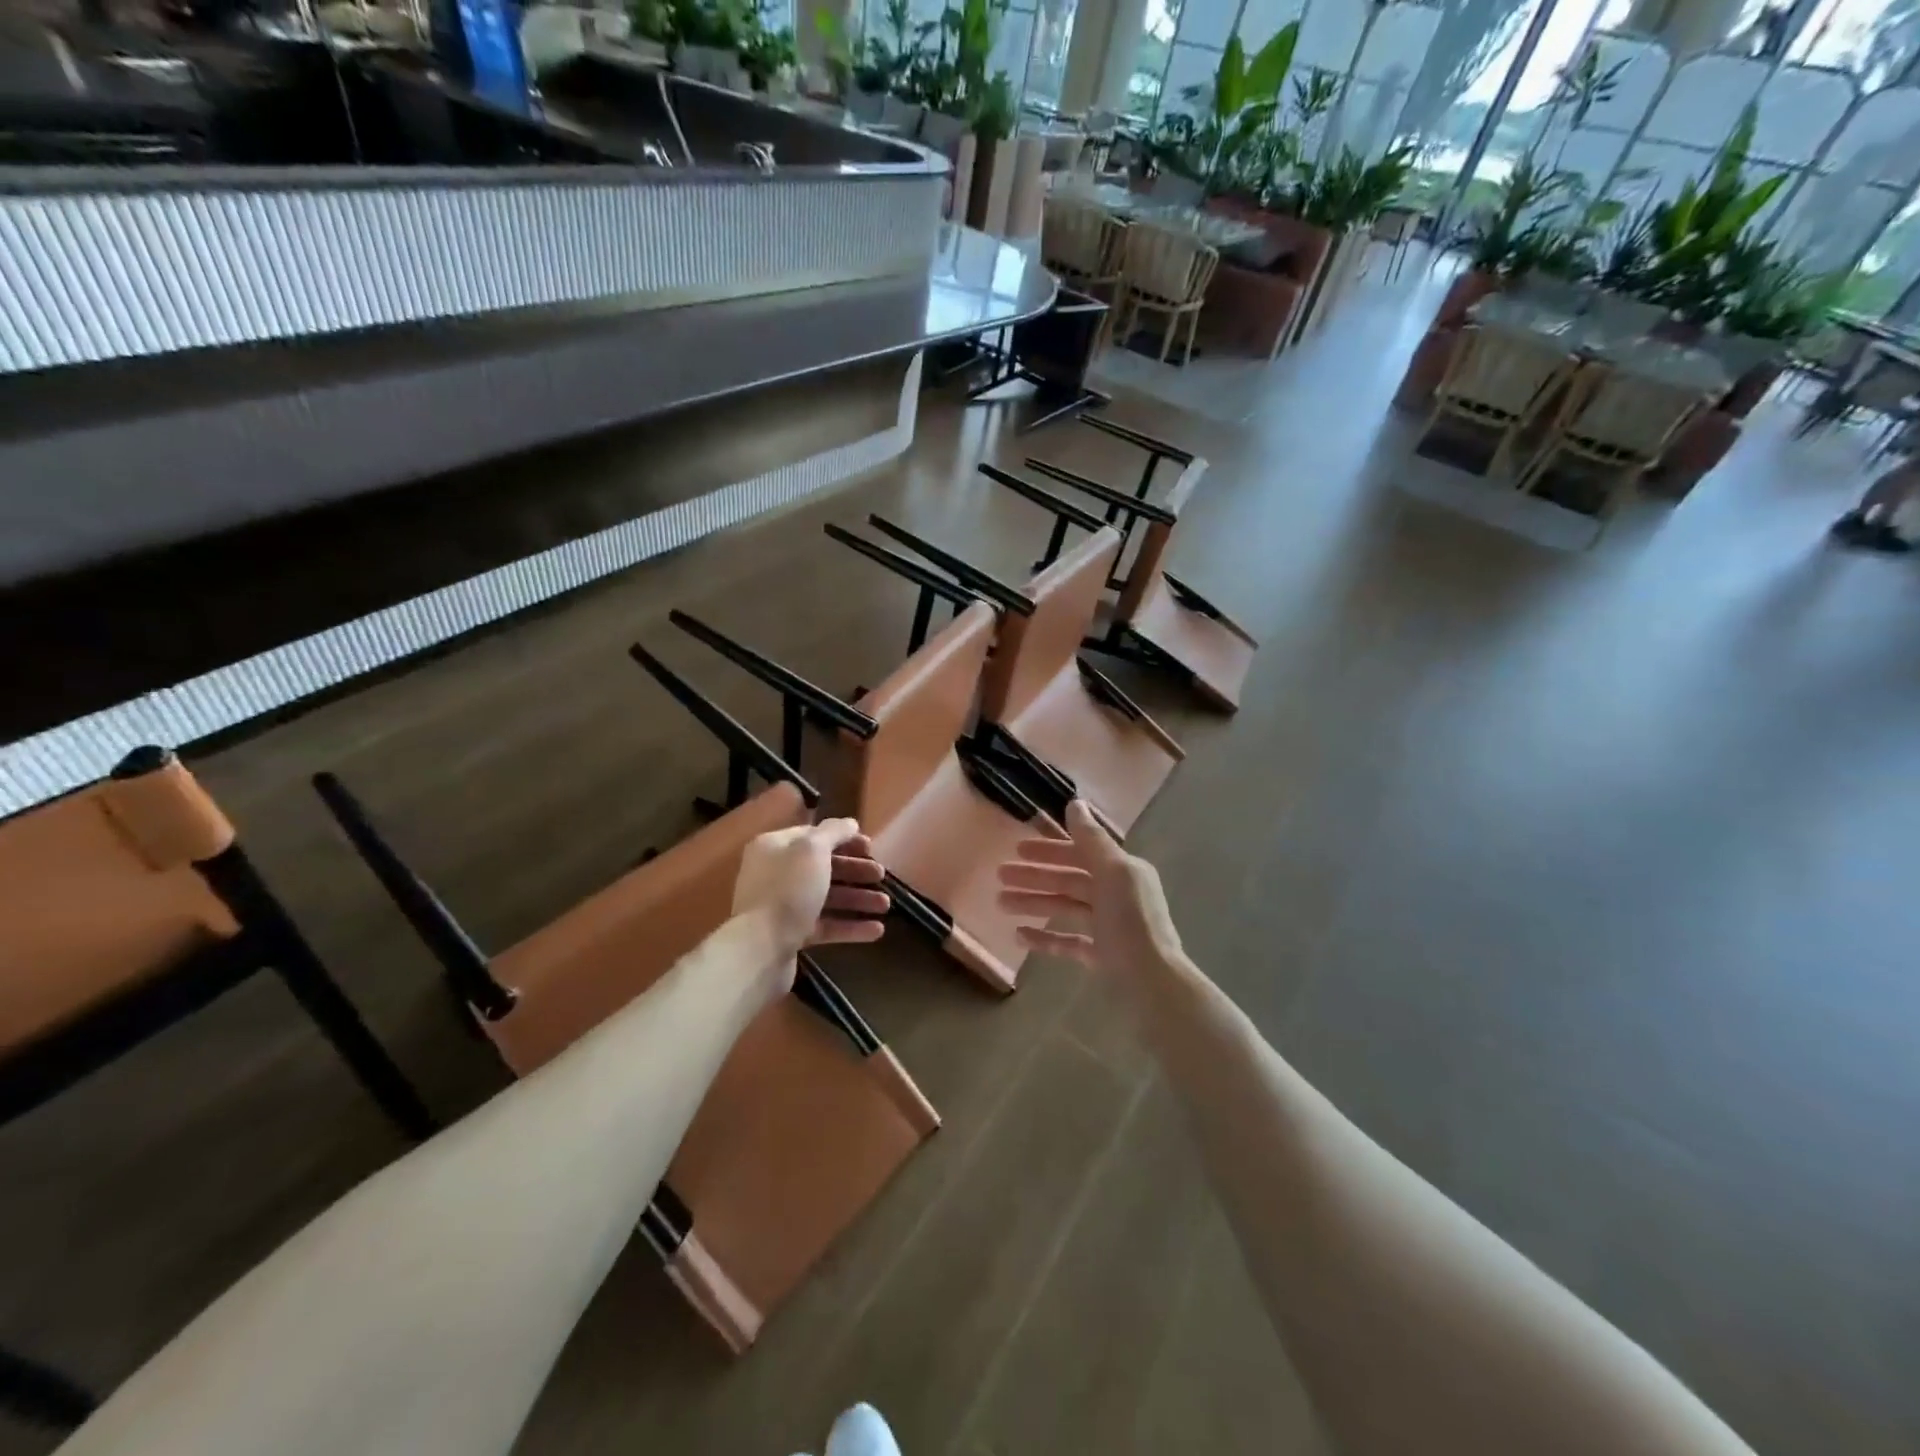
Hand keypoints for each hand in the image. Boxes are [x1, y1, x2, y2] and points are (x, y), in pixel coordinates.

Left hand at [732, 818, 889, 965]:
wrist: (760, 949)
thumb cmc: (788, 890)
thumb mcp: (813, 849)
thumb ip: (834, 832)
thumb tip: (850, 823)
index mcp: (775, 847)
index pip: (814, 835)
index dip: (844, 839)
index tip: (871, 847)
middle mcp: (775, 873)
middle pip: (822, 867)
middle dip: (855, 870)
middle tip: (881, 875)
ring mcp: (782, 906)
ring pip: (826, 897)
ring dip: (857, 899)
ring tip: (886, 905)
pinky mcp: (790, 935)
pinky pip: (825, 925)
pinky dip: (850, 926)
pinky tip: (876, 930)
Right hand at [996, 800, 1184, 995]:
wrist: (1153, 982)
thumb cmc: (1132, 922)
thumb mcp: (1113, 873)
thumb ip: (1092, 839)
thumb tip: (1075, 803)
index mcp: (1123, 872)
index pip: (1081, 853)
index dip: (1050, 849)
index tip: (1018, 848)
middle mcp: (1118, 895)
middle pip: (1069, 880)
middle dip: (1035, 876)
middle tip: (1000, 875)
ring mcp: (1109, 927)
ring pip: (1065, 908)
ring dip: (1033, 902)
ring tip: (1000, 903)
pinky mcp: (1102, 956)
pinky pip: (1068, 941)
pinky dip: (1045, 937)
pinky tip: (1019, 936)